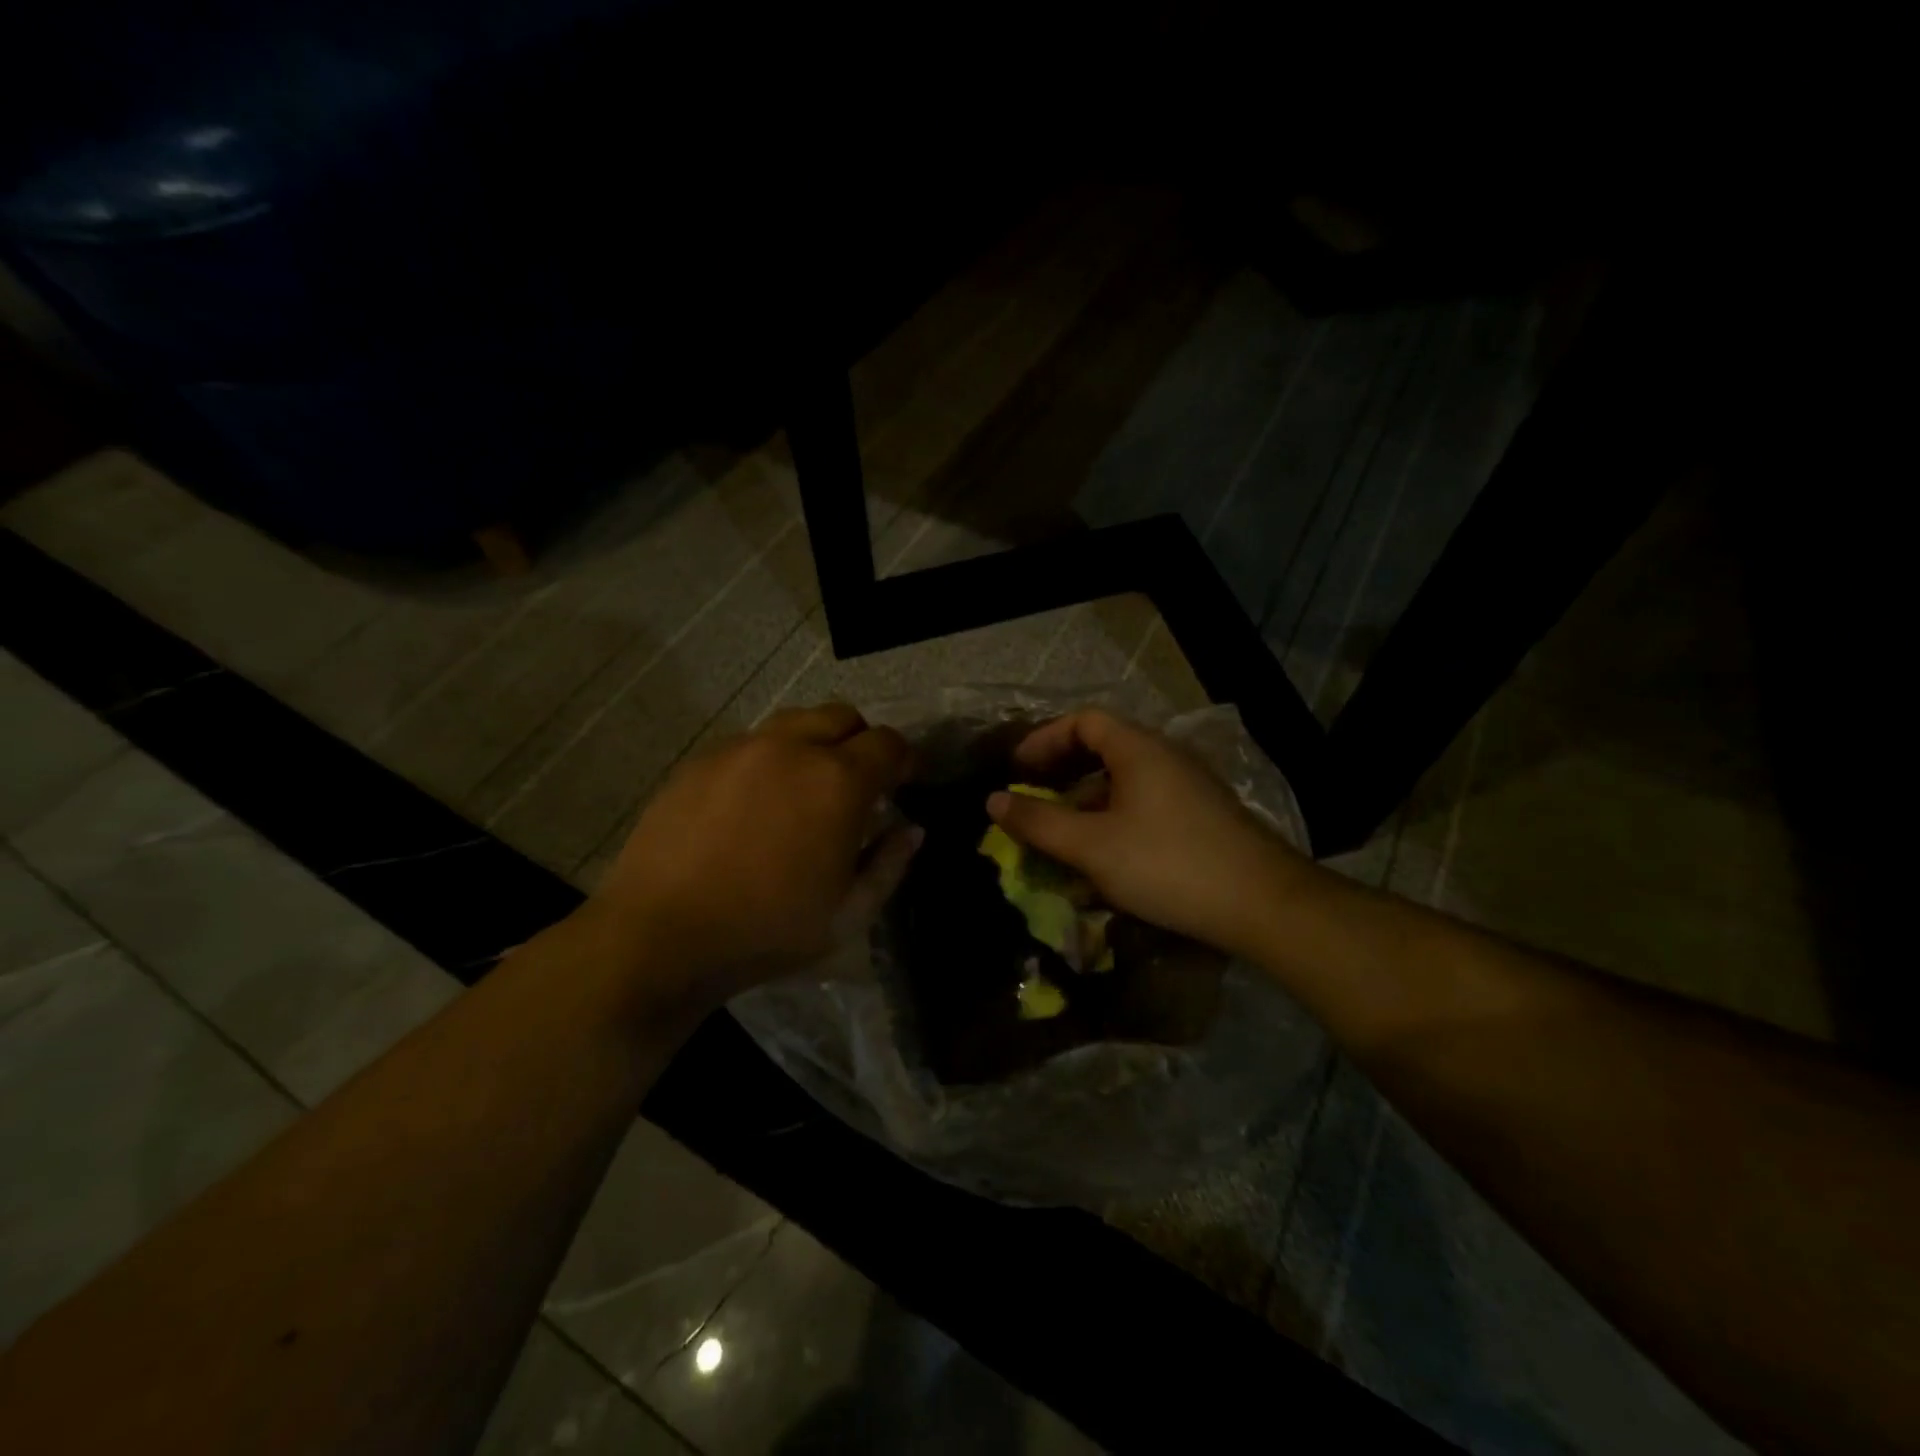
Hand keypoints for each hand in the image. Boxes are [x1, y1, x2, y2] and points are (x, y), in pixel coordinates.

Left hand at [587, 704, 920, 1008]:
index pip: (888, 743)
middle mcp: (792, 748)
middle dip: (861, 741)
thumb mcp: (849, 913)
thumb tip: (911, 829)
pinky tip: (755, 801)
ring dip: (814, 743)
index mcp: (838, 781)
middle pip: (843, 716)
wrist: (661, 934)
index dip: (904, 759)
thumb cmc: (768, 929)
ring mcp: (741, 748)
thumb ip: (890, 863)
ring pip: (794, 722)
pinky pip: (751, 742)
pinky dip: (770, 758)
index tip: (903, 781)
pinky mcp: (701, 759)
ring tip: (805, 787)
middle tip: (857, 783)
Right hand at [986, 709, 1303, 958]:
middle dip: (1061, 775)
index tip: (1016, 770)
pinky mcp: (1201, 819)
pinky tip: (1104, 862)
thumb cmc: (1168, 864)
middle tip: (1033, 802)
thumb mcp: (1092, 846)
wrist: (1263, 905)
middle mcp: (1166, 758)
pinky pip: (1144, 807)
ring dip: (1086, 805)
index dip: (1044, 740)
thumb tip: (993, 801)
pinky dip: (1113, 822)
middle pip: (1103, 750)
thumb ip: (1039, 822)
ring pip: (1124, 784)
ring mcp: (1188, 788)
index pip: (1084, 721)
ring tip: (1061, 839)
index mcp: (1139, 750)